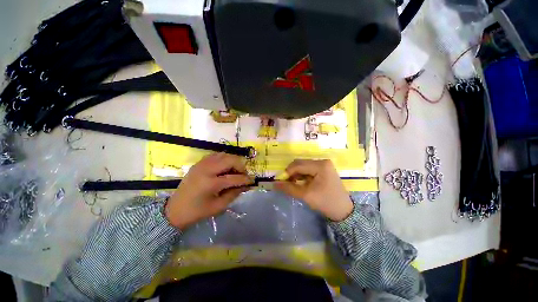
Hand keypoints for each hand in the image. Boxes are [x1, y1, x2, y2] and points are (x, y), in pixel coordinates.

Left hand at [165, 153, 252, 228]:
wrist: (174, 210)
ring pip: (224, 155)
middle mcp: (207, 170)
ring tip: (235, 171)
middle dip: (241, 166)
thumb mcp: (218, 206)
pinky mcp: (199, 163)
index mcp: (211, 183)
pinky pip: (216, 155)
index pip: (234, 178)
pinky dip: (224, 159)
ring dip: (233, 161)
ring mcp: (202, 164)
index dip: (245, 179)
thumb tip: (246, 185)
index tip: (252, 181)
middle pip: (230, 160)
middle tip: (243, 174)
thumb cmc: (197, 211)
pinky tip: (225, 167)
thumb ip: (234, 194)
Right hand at [275, 159, 352, 221]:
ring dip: (296, 174)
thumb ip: (289, 188)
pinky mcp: (324, 170)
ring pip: (304, 166)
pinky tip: (299, 183)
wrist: (343, 211)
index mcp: (320, 165)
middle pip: (301, 163)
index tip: (280, 181)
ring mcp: (324, 165)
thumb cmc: (325, 202)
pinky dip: (302, 175)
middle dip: (291, 173)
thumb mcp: (306, 195)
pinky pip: (308, 170)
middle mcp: (322, 161)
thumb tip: (273, 184)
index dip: (287, 172)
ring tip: (292, 184)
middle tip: (285, 183)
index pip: (298, 165)